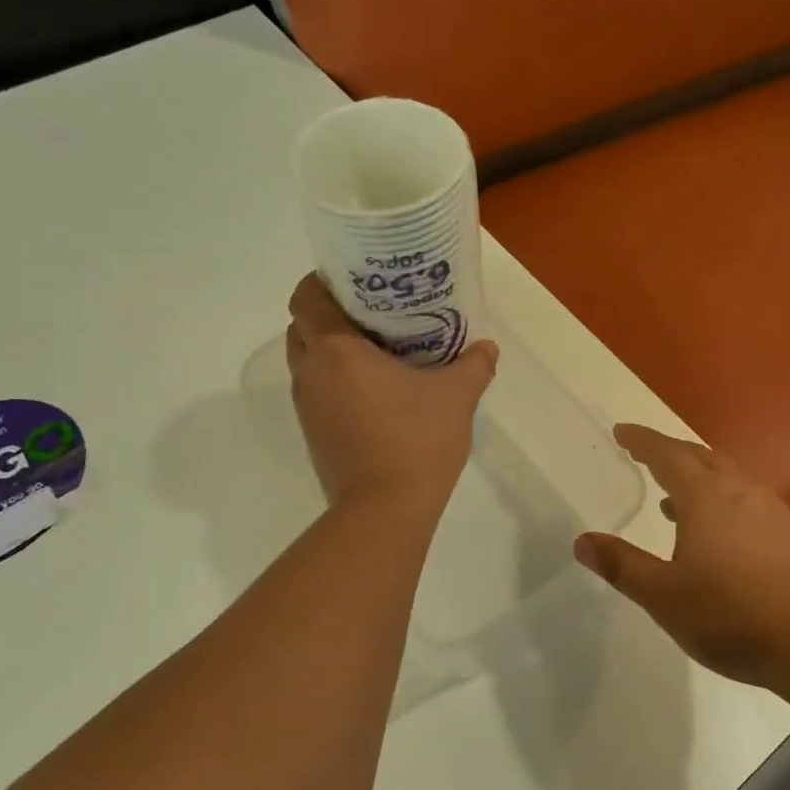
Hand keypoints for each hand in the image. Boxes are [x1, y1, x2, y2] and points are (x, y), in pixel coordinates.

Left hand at [285, 273, 497, 517]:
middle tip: (371, 310)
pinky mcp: (314, 434)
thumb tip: (487, 347)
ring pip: (308, 361)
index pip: (305, 298)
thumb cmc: (416, 440)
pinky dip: (336, 380)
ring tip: (377, 347)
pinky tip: (376, 389)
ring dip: (332, 349)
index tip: (353, 278)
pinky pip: (318, 391)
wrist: (384, 511)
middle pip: (302, 327)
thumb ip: (473, 364)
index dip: (321, 281)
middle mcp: (311, 374)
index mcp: (336, 351)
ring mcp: (307, 407)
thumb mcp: (456, 396)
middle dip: (329, 313)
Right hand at [573, 424, 789, 688]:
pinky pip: (745, 497)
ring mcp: (770, 509)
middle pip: (699, 457)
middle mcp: (739, 491)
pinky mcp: (789, 532)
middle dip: (668, 452)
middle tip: (644, 455)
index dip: (641, 441)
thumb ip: (622, 566)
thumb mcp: (664, 597)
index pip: (666, 455)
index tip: (621, 432)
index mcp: (705, 498)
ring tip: (671, 498)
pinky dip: (720, 498)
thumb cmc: (732, 616)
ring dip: (696, 476)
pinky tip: (716, 532)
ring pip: (726, 476)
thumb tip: (582, 542)